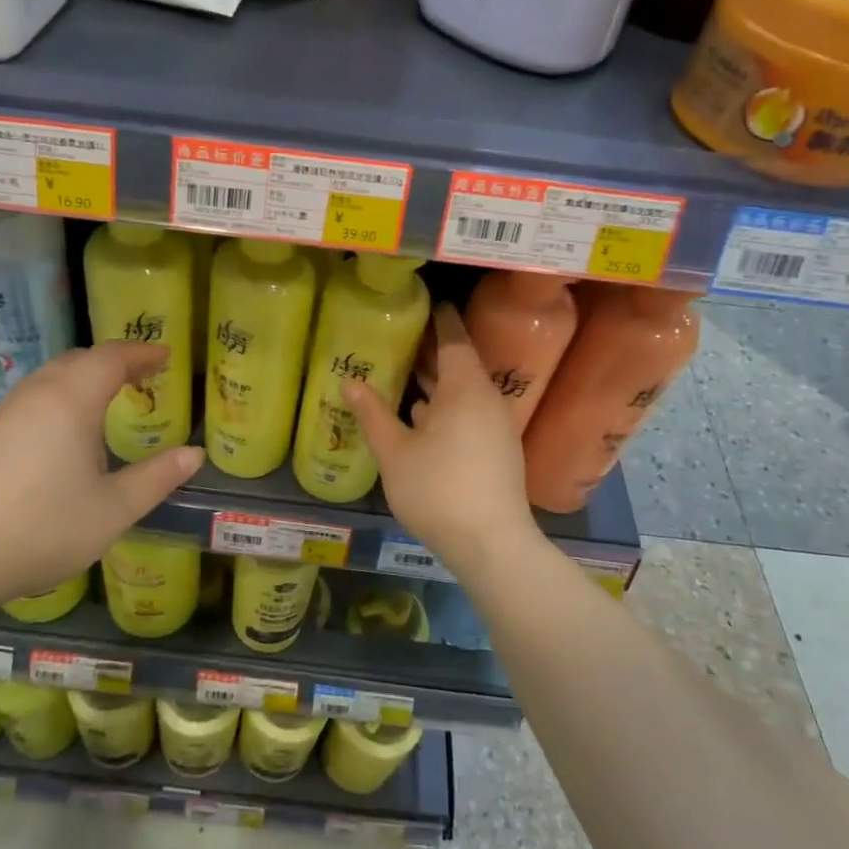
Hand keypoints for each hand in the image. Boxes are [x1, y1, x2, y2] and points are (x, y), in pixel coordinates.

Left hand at [0, 343, 203, 606]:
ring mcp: (5, 413)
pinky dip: (59, 396)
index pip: (112, 358)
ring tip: (106, 399)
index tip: (165, 355)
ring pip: (50, 377)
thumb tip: (194, 455)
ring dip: (83, 377)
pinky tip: (63, 431)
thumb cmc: (43, 528)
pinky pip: (32, 398)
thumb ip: (157, 478)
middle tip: (141, 374)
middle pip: (79, 360)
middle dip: (113, 361)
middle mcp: (37, 394)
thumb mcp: (114, 509)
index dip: (142, 353)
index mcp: (72, 400)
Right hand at [342, 303, 534, 571]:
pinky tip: (422, 417)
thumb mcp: (395, 451)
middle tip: (403, 335)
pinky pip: (470, 413)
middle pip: (460, 364)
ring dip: (438, 382)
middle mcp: (487, 400)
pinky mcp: (499, 451)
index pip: (455, 339)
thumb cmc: (438, 489)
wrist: (491, 545)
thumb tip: (350, 381)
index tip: (428, 303)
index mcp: (466, 389)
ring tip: (406, 373)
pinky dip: (447, 406)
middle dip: (433, 351)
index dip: (441, 320)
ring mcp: (497, 427)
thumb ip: (372, 413)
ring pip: (464, 392)